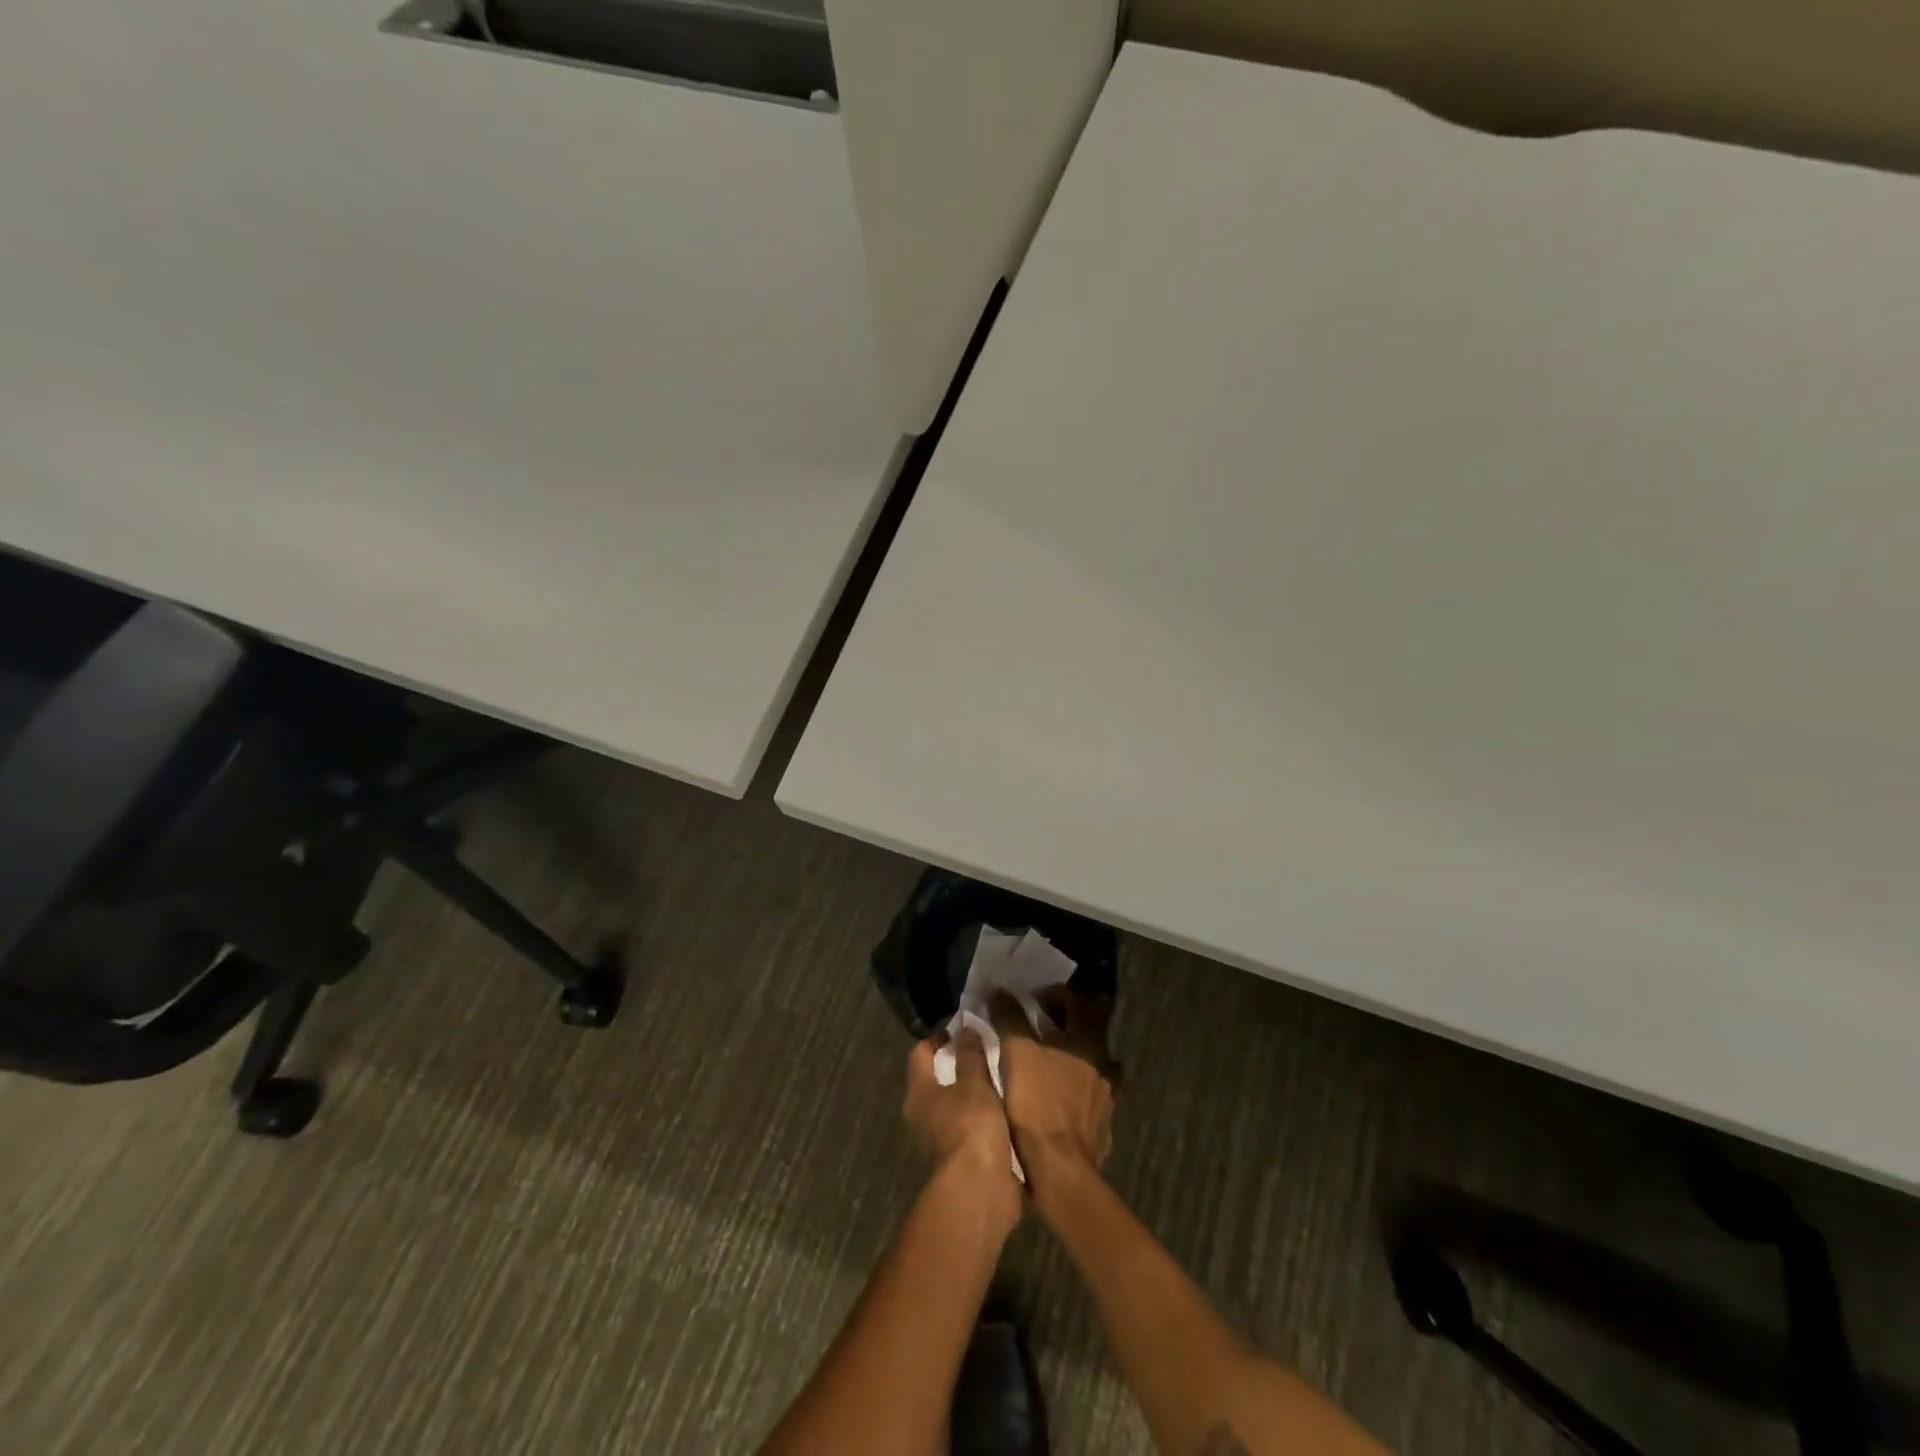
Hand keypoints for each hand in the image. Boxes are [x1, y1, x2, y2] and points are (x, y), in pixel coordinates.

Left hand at [903, 1032, 1019, 1227]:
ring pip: (957, 1107)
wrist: (979, 1193)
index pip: (921, 1053)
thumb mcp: (974, 1083)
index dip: (940, 1038)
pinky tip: (1009, 1111)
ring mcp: (942, 1141)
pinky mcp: (964, 1162)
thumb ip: (970, 1055)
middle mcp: (924, 1116)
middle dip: (961, 1066)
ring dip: (976, 1095)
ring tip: (1004, 1079)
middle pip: (938, 1081)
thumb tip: (965, 1028)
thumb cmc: (970, 1128)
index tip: (964, 1030)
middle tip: (989, 1052)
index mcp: (919, 1093)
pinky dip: (987, 1120)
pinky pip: (974, 1130)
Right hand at [991, 988, 1116, 1205]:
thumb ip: (1009, 1017)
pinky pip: (1089, 1096)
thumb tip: (998, 990)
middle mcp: (1104, 1064)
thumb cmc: (1036, 1103)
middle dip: (1064, 1025)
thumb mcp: (1016, 1053)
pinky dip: (1074, 1091)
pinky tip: (1055, 1100)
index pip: (1079, 1003)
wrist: (1060, 1170)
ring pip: (1091, 1065)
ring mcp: (1106, 1097)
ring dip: (1071, 1059)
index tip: (1034, 999)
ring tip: (1045, 1066)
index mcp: (1088, 1042)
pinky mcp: (1102, 1125)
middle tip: (1037, 1028)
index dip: (1056, 995)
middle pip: (1088, 1032)